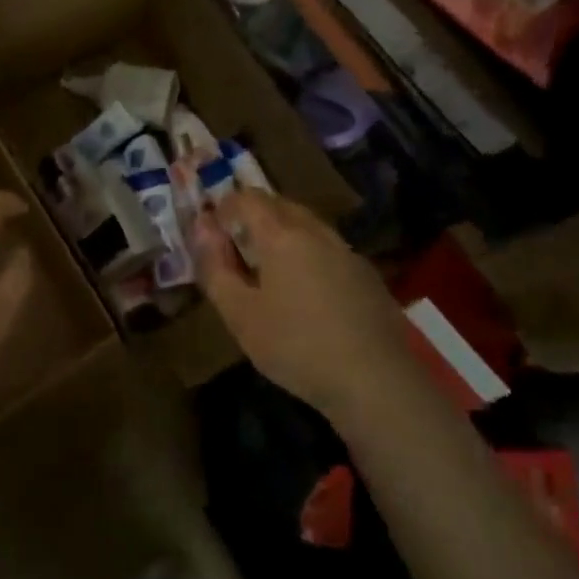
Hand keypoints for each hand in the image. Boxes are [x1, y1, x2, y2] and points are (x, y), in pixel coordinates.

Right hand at [193, 189, 411, 420]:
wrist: (375, 380)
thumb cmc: (295, 346)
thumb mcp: (240, 314)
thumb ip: (215, 267)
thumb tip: (202, 228)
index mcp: (282, 235)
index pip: (248, 198)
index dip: (225, 206)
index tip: (212, 229)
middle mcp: (316, 232)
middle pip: (280, 205)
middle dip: (254, 216)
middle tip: (235, 246)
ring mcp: (347, 252)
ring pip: (308, 225)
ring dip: (282, 233)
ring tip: (267, 268)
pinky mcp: (367, 275)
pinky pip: (328, 248)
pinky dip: (308, 253)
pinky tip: (306, 290)